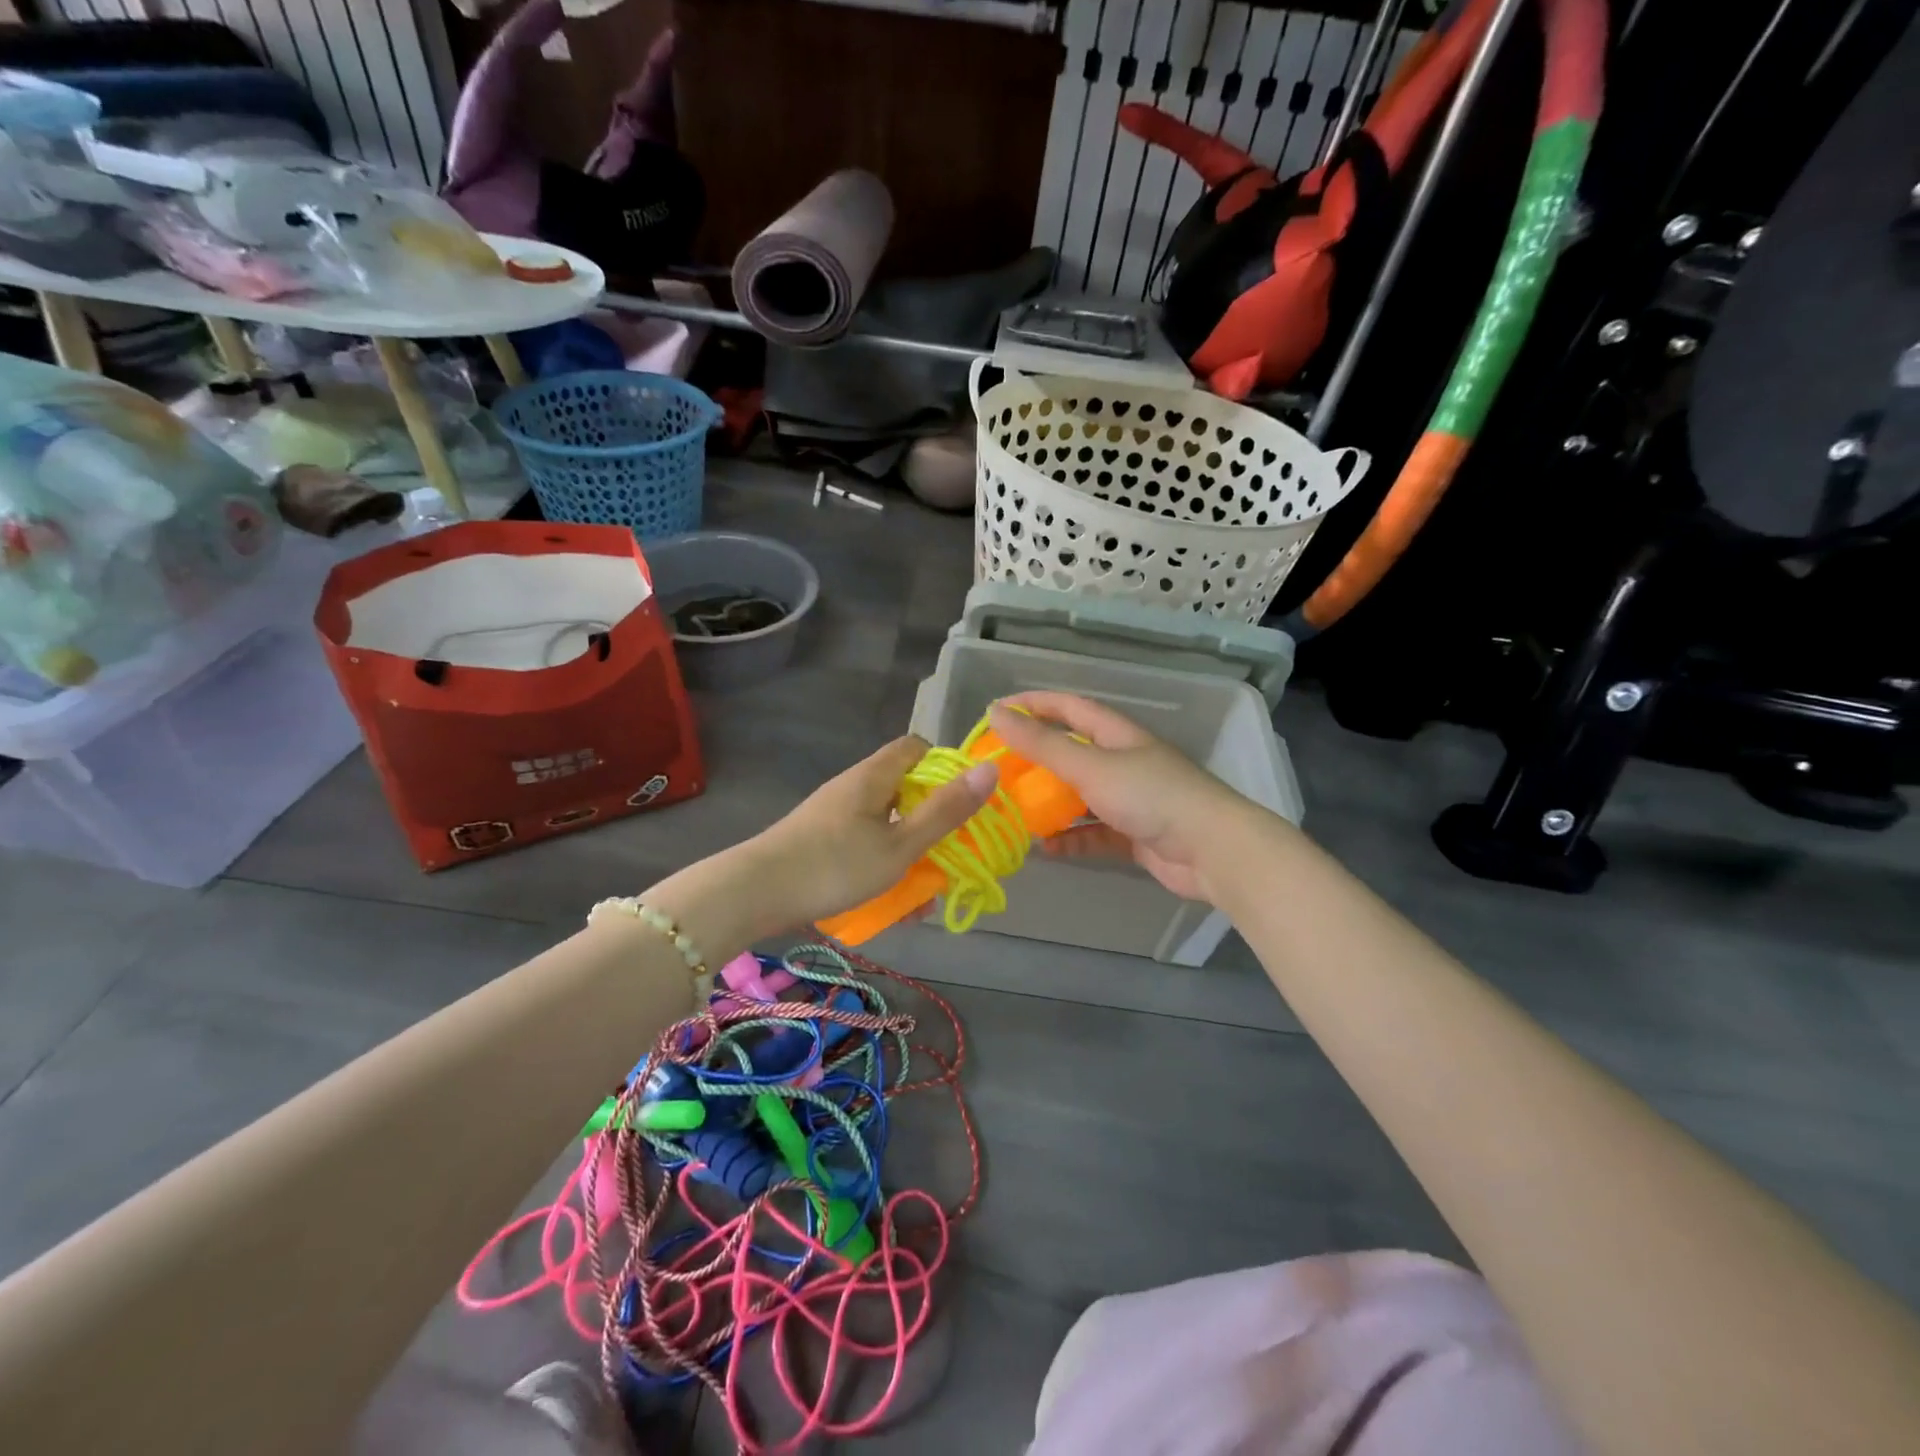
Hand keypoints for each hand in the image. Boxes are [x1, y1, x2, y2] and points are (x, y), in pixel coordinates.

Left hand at [748, 735, 998, 926]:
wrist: (755, 893)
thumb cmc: (835, 864)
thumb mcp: (900, 844)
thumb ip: (945, 811)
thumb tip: (990, 769)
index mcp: (875, 776)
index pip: (916, 748)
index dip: (945, 769)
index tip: (962, 803)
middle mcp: (854, 787)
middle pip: (905, 790)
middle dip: (931, 824)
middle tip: (949, 857)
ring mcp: (835, 814)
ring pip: (887, 825)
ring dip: (909, 855)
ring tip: (922, 897)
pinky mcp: (821, 841)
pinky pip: (865, 845)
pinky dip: (883, 867)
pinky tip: (890, 904)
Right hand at [988, 692, 1261, 902]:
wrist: (1211, 850)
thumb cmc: (1150, 795)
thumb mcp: (1090, 765)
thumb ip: (1042, 744)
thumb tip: (996, 712)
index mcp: (1117, 735)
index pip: (1070, 708)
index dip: (1036, 704)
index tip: (999, 710)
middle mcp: (1124, 762)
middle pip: (1073, 754)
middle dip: (1037, 761)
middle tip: (1000, 771)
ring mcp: (1131, 800)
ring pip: (1081, 797)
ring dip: (1051, 805)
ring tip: (1016, 813)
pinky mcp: (1135, 835)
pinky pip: (1094, 833)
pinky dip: (1072, 839)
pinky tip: (1047, 848)